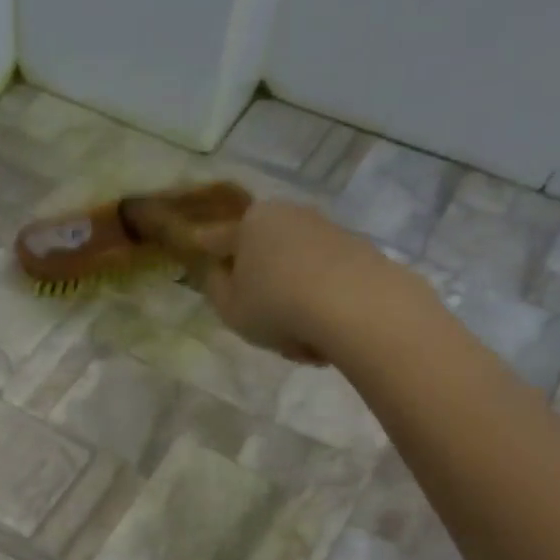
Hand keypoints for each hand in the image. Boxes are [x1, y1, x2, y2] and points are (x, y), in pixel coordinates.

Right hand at [197, 199, 405, 362]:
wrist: (357, 307)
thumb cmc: (277, 305)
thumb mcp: (229, 308)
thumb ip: (216, 288)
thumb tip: (220, 272)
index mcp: (251, 223)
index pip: (218, 237)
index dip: (206, 248)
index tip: (198, 248)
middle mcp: (290, 216)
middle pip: (263, 253)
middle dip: (260, 284)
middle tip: (259, 322)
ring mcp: (328, 231)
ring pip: (296, 271)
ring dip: (292, 302)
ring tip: (297, 342)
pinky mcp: (360, 251)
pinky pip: (326, 282)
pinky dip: (320, 305)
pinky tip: (323, 338)